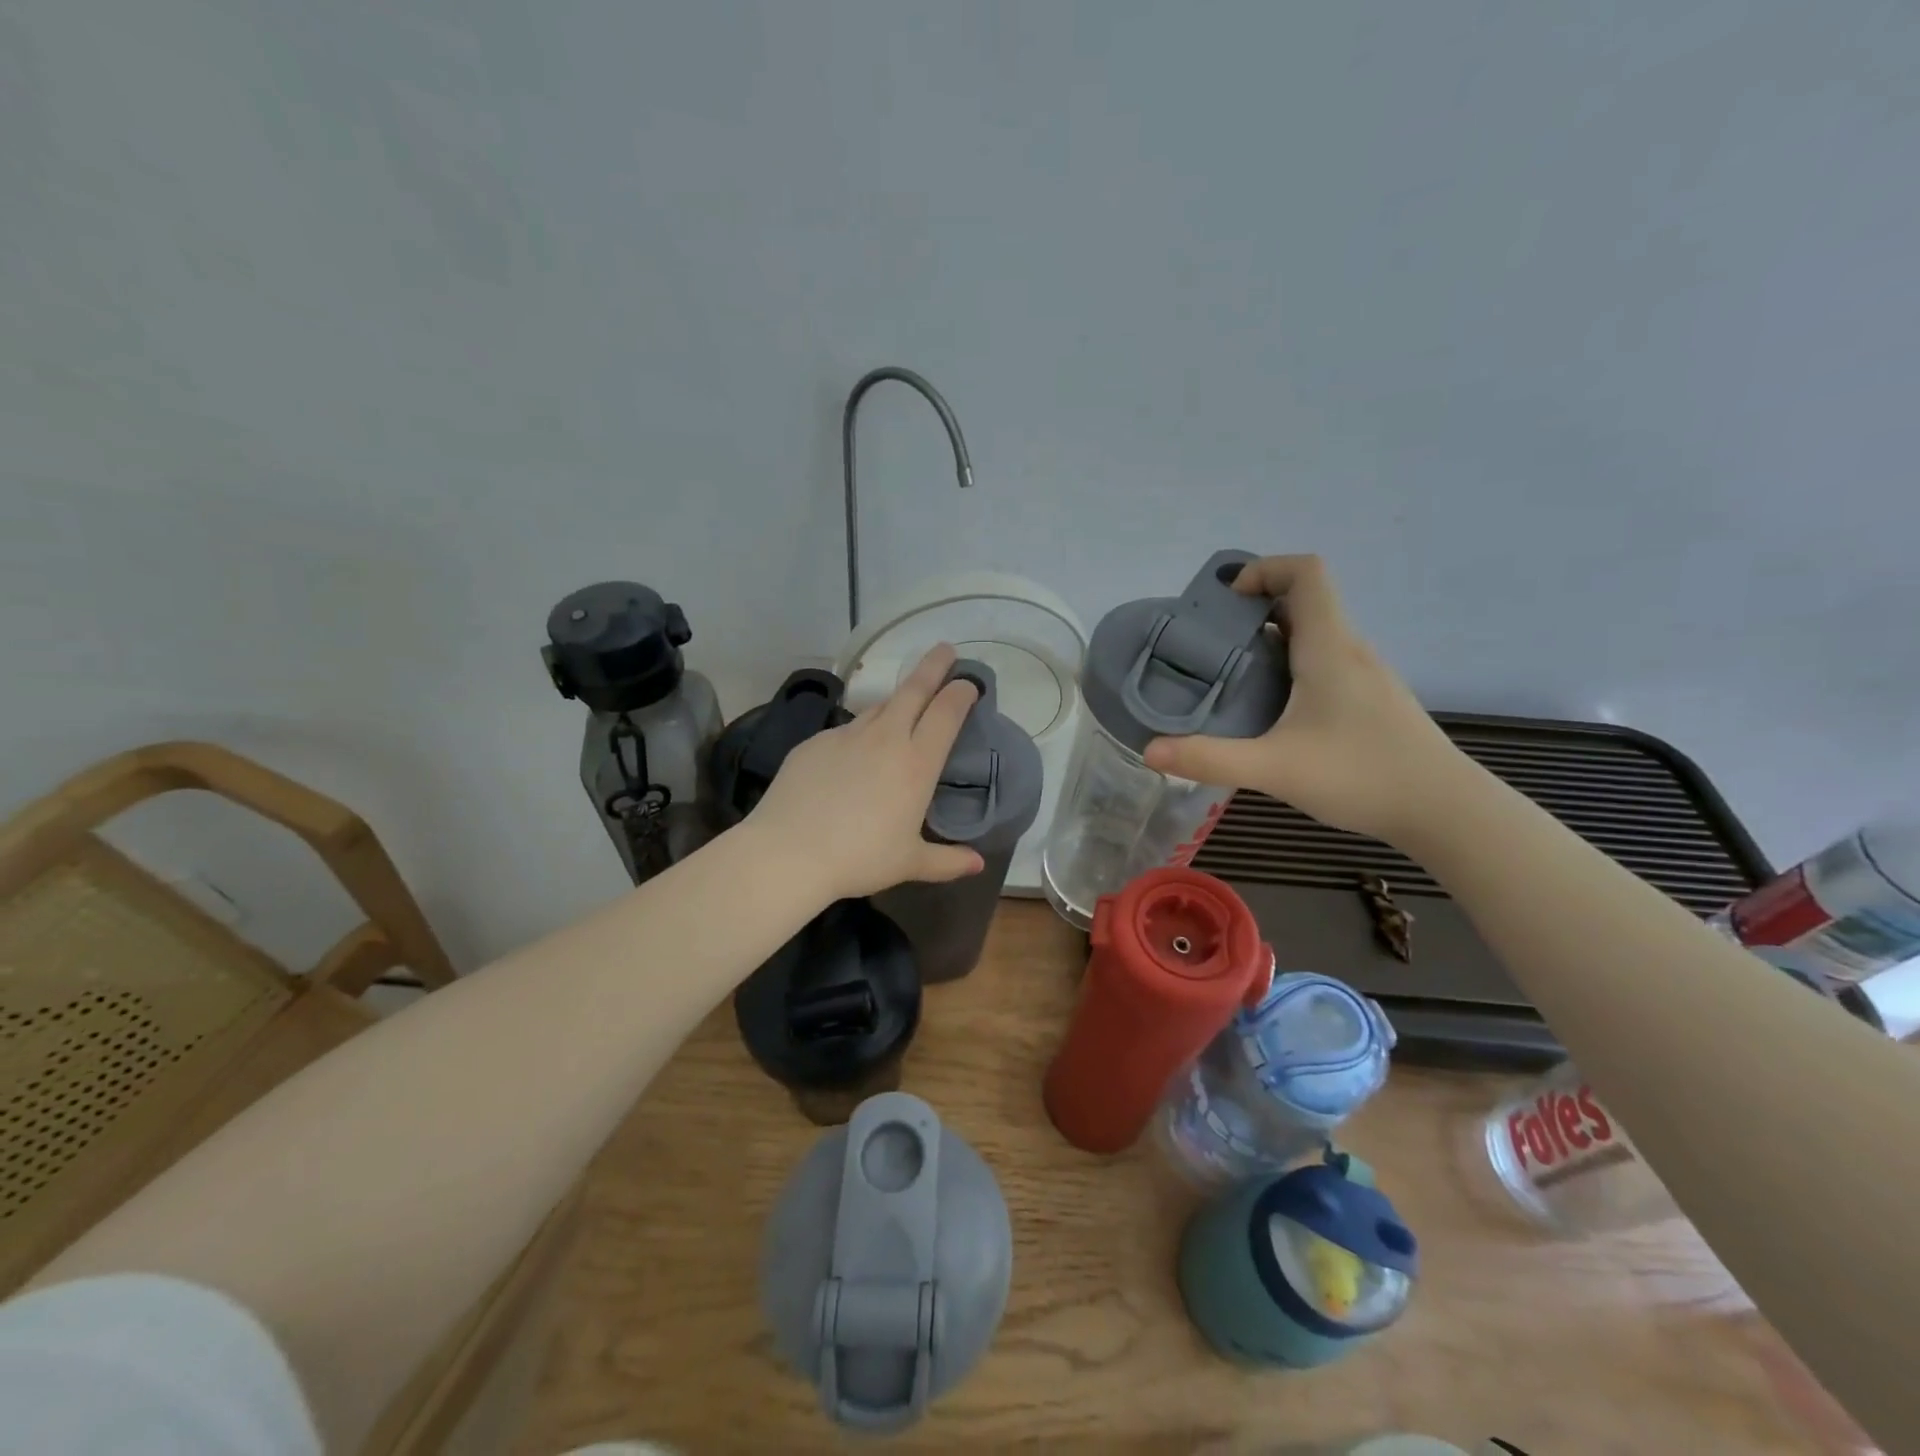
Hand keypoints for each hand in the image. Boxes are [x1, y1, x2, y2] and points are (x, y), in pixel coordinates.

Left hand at [746, 644, 985, 899]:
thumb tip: (978, 864)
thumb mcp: (910, 863)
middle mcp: (884, 738)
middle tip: (944, 649)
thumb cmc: (860, 858)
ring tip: (902, 707)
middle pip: (913, 690)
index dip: (960, 693)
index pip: (946, 712)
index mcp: (916, 763)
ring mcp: (845, 736)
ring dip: (895, 701)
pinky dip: (859, 734)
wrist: (788, 853)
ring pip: (878, 707)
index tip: (968, 683)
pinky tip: (853, 755)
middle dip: (932, 666)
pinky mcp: (814, 742)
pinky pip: (845, 731)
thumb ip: (947, 861)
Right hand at [1143, 554, 1464, 845]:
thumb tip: (1149, 751)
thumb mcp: (1275, 769)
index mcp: (1329, 647)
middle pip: (1305, 602)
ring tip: (1232, 677)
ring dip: (1272, 640)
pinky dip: (1292, 667)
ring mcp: (1366, 676)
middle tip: (1211, 644)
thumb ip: (1209, 758)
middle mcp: (1350, 650)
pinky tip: (1272, 712)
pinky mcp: (1372, 702)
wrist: (1446, 811)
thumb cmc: (1362, 775)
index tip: (1226, 600)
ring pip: (1315, 635)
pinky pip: (1325, 663)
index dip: (1265, 568)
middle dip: (1255, 609)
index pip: (1306, 572)